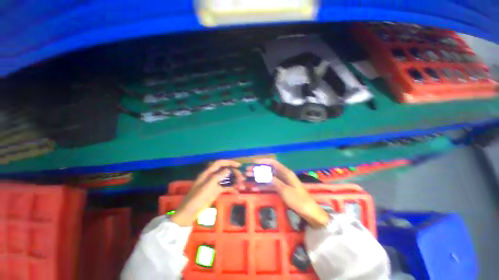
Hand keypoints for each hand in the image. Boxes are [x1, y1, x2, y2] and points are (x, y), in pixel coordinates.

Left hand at [171, 160, 243, 226]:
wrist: (190, 211)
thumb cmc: (198, 197)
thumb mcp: (208, 186)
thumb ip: (218, 176)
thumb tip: (228, 169)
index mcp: (208, 173)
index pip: (220, 163)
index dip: (229, 162)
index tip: (238, 165)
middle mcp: (212, 176)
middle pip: (225, 171)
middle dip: (234, 173)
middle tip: (242, 178)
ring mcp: (214, 183)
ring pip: (227, 179)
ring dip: (235, 181)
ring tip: (242, 186)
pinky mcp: (216, 191)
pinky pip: (226, 187)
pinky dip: (232, 188)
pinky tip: (237, 192)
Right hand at [252, 159, 329, 227]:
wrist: (309, 212)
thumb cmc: (299, 200)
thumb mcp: (285, 191)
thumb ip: (274, 182)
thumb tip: (264, 174)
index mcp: (286, 173)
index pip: (273, 163)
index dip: (263, 161)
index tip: (253, 163)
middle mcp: (283, 176)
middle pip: (269, 170)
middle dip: (258, 170)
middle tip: (248, 173)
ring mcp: (281, 183)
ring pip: (268, 178)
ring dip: (258, 178)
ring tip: (248, 180)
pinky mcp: (281, 189)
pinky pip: (270, 186)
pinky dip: (262, 186)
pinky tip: (254, 188)